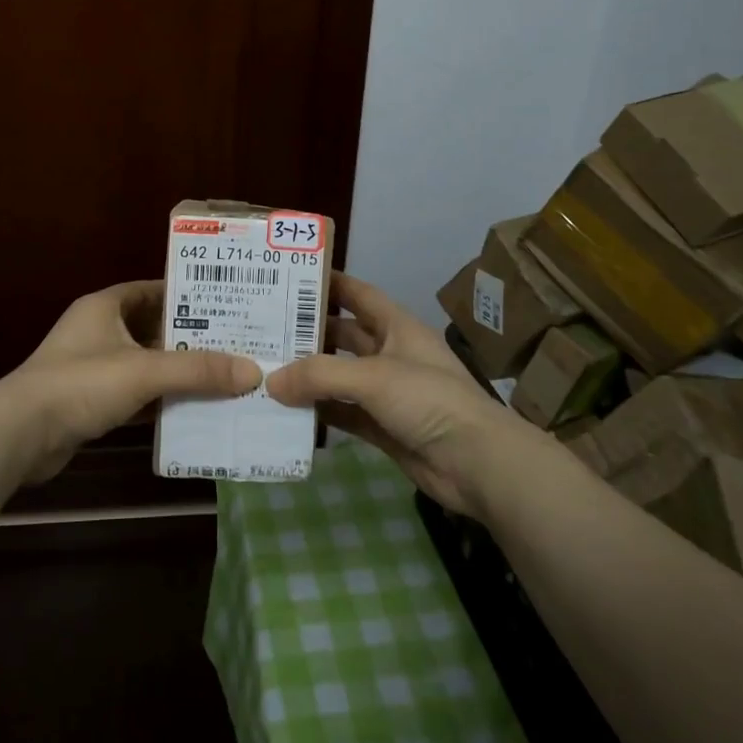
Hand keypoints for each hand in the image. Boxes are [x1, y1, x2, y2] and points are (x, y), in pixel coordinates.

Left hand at [0, 280, 260, 481]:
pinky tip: (192, 409)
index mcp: (105, 306)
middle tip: (234, 343)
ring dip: (177, 371)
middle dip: (190, 337)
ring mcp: (92, 367)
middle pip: (153, 327)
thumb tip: (252, 372)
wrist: (20, 434)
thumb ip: (197, 370)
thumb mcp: (144, 371)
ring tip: (223, 376)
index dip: (186, 294)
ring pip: (145, 363)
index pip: (152, 289)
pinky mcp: (90, 401)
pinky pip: (135, 393)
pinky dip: (159, 399)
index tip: (225, 303)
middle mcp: (98, 330)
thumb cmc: (81, 383)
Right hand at [267, 272, 530, 516]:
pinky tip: (287, 410)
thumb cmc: (430, 400)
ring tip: (266, 368)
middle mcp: (391, 354)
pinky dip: (319, 412)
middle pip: (343, 335)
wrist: (478, 464)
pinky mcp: (383, 427)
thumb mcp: (374, 377)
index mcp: (397, 327)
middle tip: (264, 328)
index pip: (358, 294)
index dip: (329, 283)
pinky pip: (343, 413)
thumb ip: (320, 375)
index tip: (289, 278)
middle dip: (309, 331)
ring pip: (340, 376)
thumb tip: (271, 381)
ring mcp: (387, 393)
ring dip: (309, 375)